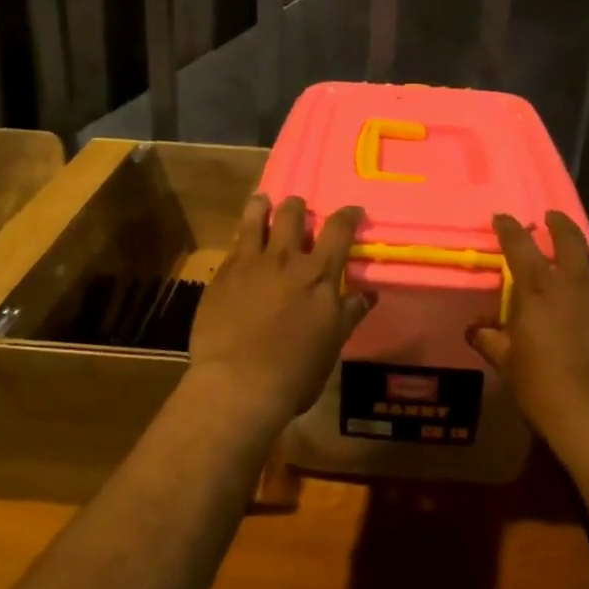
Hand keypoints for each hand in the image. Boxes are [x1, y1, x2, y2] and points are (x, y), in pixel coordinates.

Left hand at [188, 195, 372, 428]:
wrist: (238, 385)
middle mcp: (285, 258)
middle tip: (299, 210)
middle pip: (293, 213)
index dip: (348, 215)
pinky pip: (234, 243)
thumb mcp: (332, 344)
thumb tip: (367, 293)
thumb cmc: (295, 372)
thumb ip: (349, 313)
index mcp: (319, 274)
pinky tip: (241, 242)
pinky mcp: (222, 274)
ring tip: (263, 203)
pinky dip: (242, 236)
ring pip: (256, 216)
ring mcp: (250, 263)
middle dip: (298, 207)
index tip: (352, 210)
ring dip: (262, 206)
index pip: (339, 229)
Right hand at [467, 211, 588, 460]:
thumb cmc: (546, 388)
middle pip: (568, 239)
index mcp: (538, 289)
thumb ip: (492, 341)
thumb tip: (476, 330)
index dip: (509, 228)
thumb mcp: (509, 365)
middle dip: (557, 224)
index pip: (519, 246)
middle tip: (551, 216)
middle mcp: (575, 282)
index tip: (503, 217)